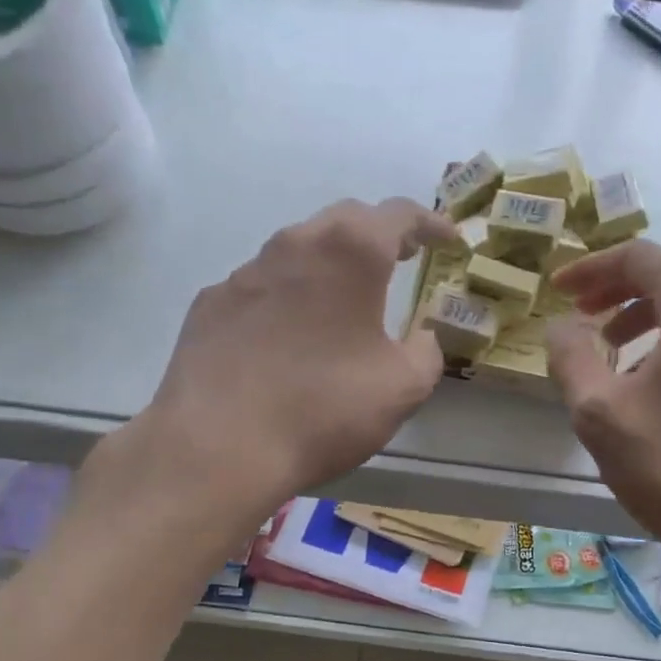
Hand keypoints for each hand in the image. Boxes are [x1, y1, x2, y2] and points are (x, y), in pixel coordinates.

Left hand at [98, 198, 457, 519]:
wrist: (219, 447)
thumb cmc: (324, 409)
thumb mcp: (403, 387)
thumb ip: (427, 351)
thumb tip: (423, 337)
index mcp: (350, 253)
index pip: (400, 214)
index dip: (431, 224)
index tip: (449, 241)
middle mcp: (294, 245)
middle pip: (346, 220)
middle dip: (380, 234)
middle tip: (402, 259)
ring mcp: (245, 272)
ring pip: (299, 250)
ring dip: (330, 264)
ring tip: (345, 300)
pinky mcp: (211, 304)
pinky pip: (262, 286)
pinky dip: (288, 296)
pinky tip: (289, 336)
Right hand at [546, 241, 660, 581]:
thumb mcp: (601, 413)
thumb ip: (572, 357)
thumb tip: (561, 326)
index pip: (643, 257)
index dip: (592, 267)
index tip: (557, 290)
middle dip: (620, 284)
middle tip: (581, 311)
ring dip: (644, 311)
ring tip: (608, 347)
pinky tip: (644, 378)